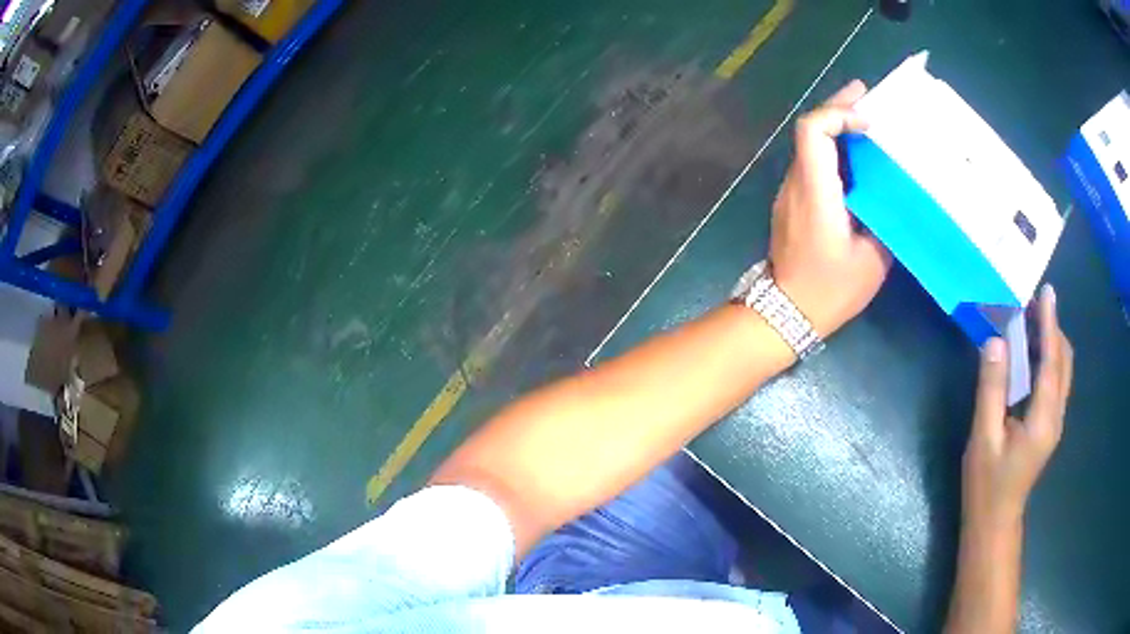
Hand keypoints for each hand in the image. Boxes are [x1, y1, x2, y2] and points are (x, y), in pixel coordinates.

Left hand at [770, 80, 890, 336]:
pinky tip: (857, 156)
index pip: (812, 131)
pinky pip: (812, 163)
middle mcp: (796, 183)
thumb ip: (883, 221)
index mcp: (815, 192)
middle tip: (866, 94)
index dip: (837, 113)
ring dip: (836, 127)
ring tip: (867, 120)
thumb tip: (892, 196)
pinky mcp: (793, 202)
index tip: (868, 120)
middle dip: (838, 107)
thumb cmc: (829, 290)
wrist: (785, 313)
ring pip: (810, 144)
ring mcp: (790, 192)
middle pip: (809, 129)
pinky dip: (833, 150)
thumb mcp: (871, 260)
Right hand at [963, 285, 1073, 528]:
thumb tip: (995, 341)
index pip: (1052, 361)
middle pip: (1064, 362)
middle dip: (1053, 329)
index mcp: (1043, 419)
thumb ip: (991, 389)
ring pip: (1062, 371)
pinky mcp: (1049, 426)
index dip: (1050, 324)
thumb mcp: (984, 438)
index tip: (1046, 291)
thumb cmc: (987, 484)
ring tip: (1031, 322)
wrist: (995, 521)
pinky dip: (1048, 359)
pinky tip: (1032, 355)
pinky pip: (1055, 382)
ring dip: (1051, 342)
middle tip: (1032, 305)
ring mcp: (1055, 422)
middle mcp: (1056, 416)